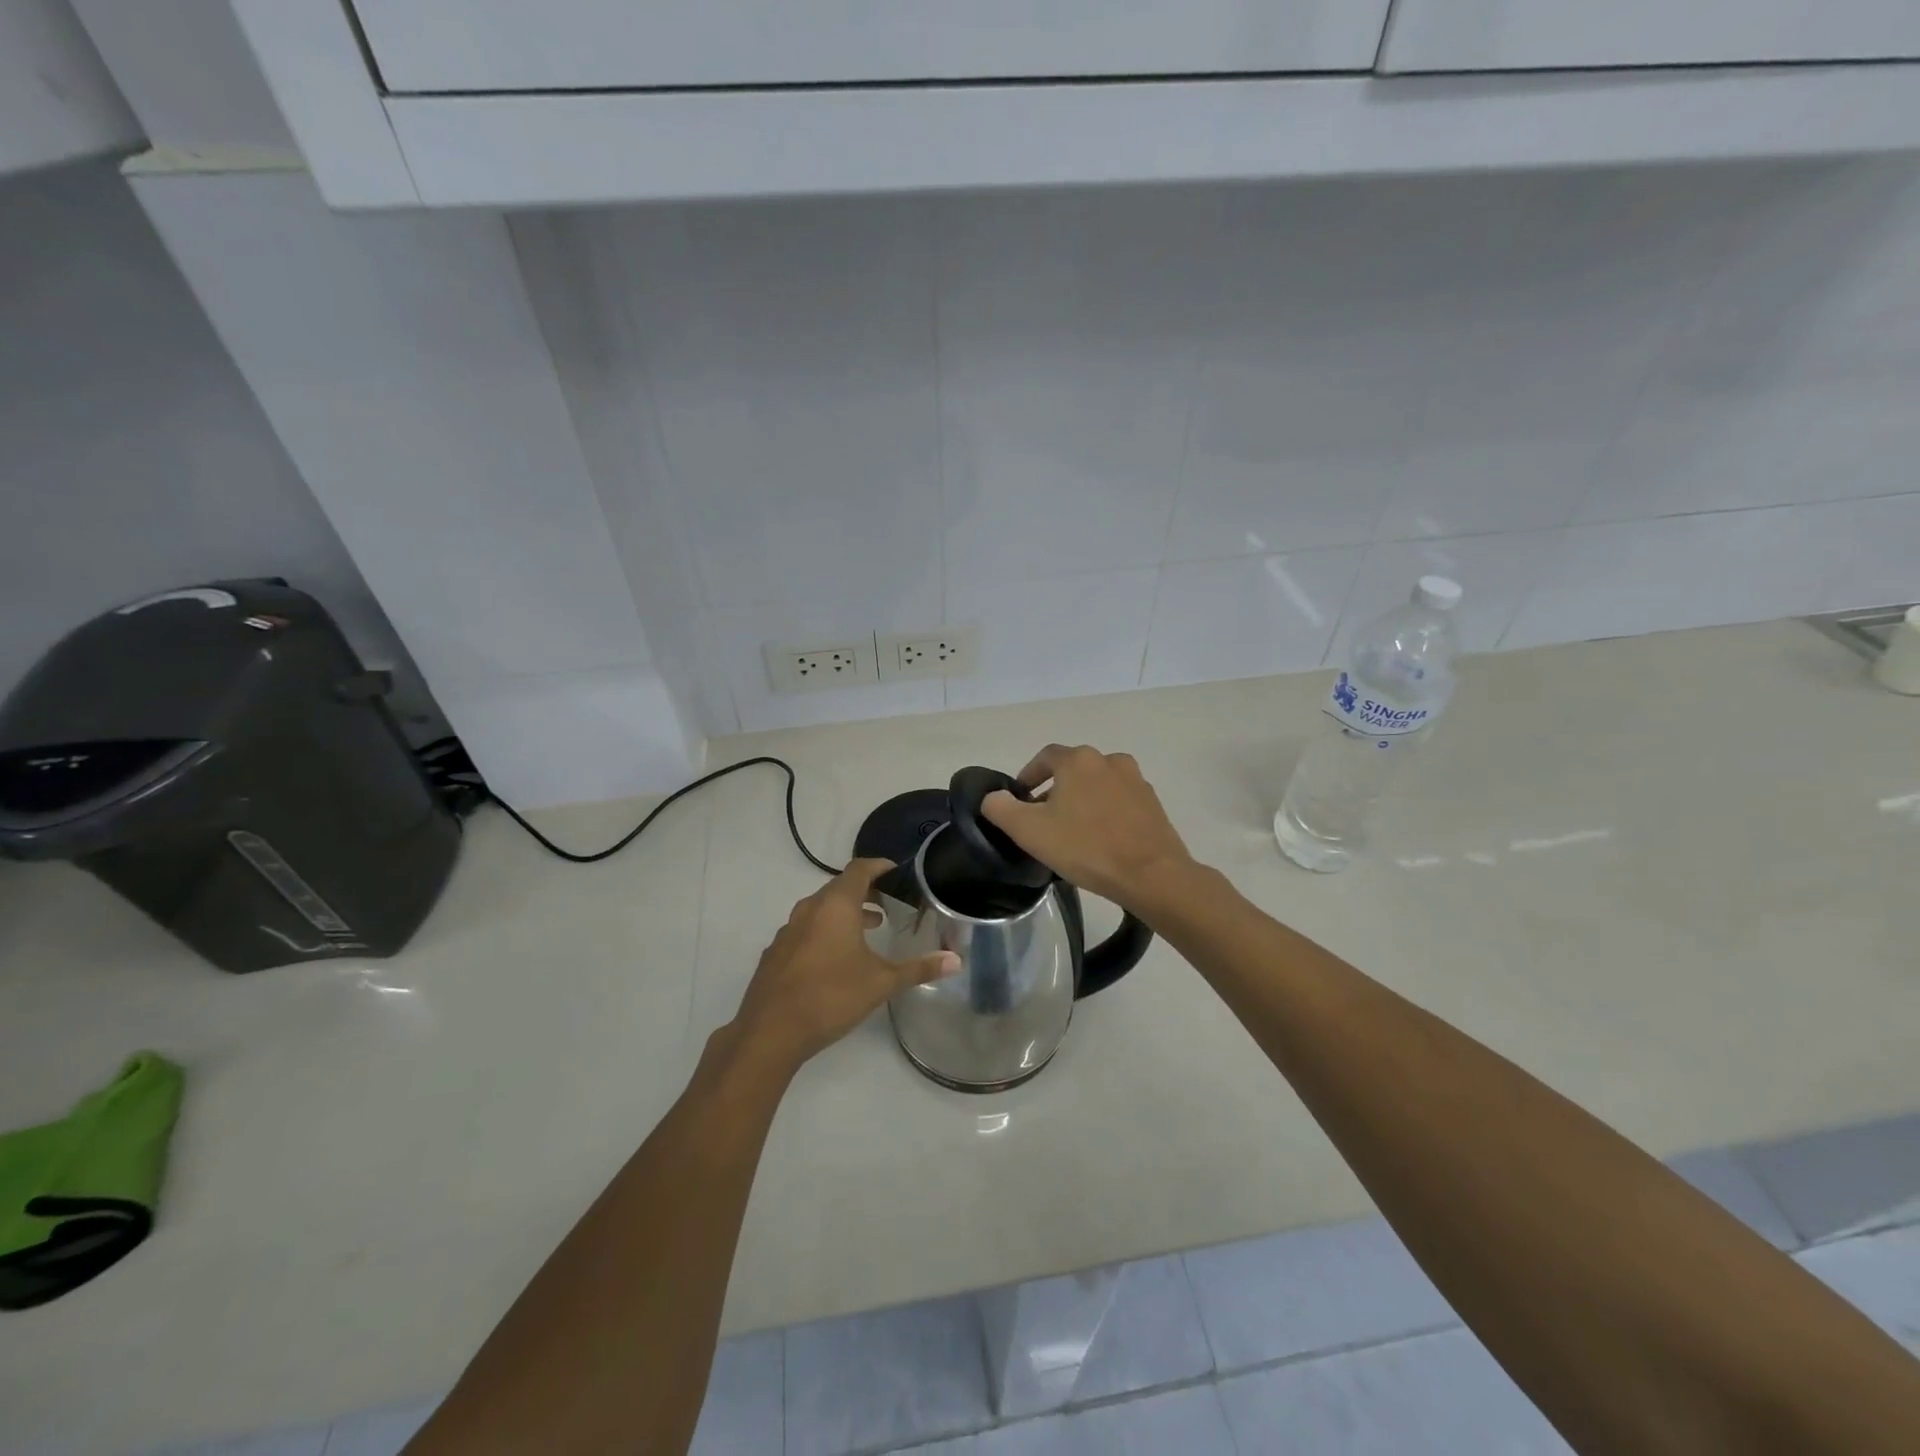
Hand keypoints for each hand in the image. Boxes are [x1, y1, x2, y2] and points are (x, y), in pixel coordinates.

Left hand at [729, 859, 958, 1074]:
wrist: (770, 1031)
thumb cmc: (831, 996)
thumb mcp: (881, 983)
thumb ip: (918, 969)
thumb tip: (956, 961)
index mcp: (836, 905)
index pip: (859, 869)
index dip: (879, 866)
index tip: (896, 871)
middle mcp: (809, 909)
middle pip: (839, 887)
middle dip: (864, 891)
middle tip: (888, 903)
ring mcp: (788, 931)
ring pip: (820, 909)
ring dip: (844, 913)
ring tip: (868, 929)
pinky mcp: (775, 953)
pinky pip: (805, 930)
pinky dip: (824, 931)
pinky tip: (835, 958)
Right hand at [981, 745, 1195, 913]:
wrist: (1151, 875)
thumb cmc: (1085, 847)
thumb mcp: (1029, 831)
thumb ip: (1001, 808)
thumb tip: (994, 797)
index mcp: (1078, 760)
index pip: (1045, 757)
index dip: (1029, 775)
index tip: (1020, 799)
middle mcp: (1109, 760)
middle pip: (1073, 770)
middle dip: (1055, 789)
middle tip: (1043, 819)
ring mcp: (1136, 780)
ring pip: (1098, 785)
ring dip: (1082, 800)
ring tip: (1072, 831)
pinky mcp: (1153, 803)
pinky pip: (1120, 801)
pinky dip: (1106, 812)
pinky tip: (1101, 839)